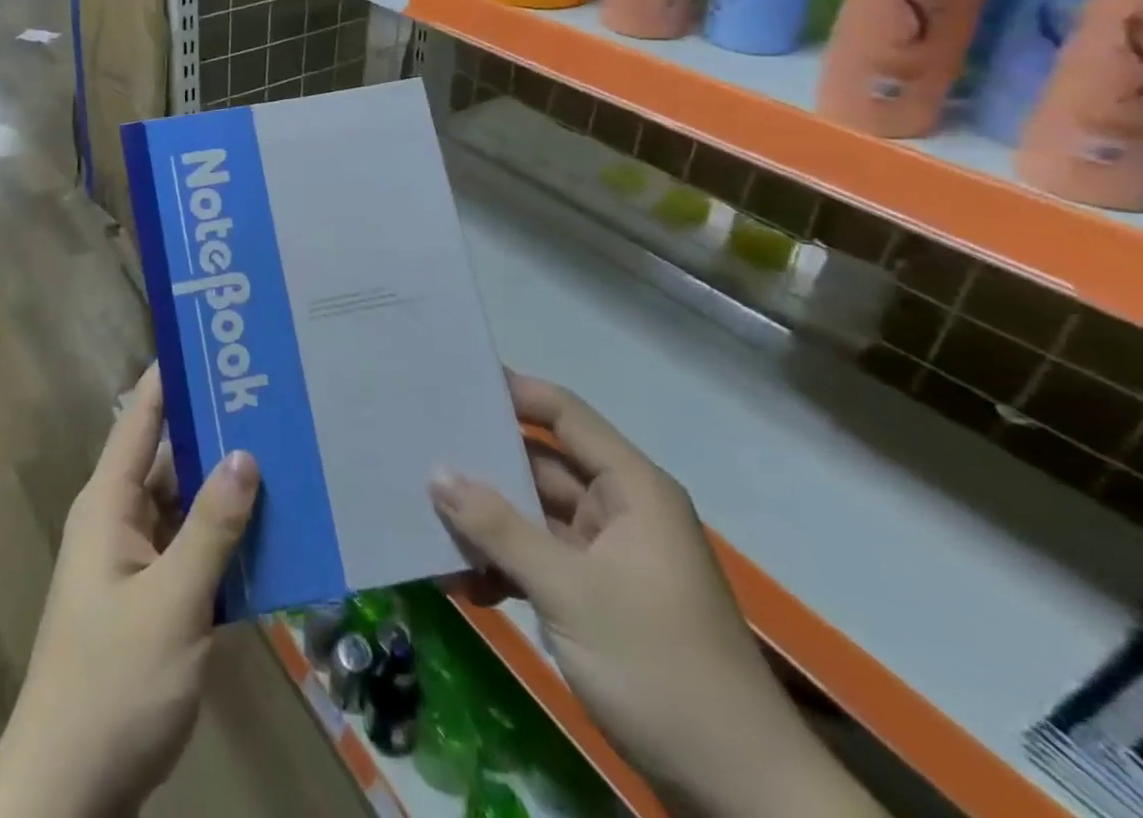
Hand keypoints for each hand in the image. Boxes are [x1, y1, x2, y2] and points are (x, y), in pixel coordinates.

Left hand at [0, 365, 259, 817]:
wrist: (69, 796)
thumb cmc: (113, 685)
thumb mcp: (172, 603)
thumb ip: (211, 528)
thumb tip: (245, 453)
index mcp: (108, 504)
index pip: (142, 418)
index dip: (172, 376)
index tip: (217, 342)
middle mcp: (119, 520)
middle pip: (170, 458)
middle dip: (217, 431)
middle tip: (275, 399)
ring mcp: (135, 563)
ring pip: (186, 506)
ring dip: (227, 488)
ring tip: (287, 453)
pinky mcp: (152, 601)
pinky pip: (192, 550)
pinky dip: (226, 539)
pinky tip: (274, 533)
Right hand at [430, 374, 877, 817]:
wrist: (741, 796)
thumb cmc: (660, 667)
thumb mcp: (569, 591)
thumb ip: (499, 528)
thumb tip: (436, 472)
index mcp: (630, 489)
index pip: (564, 415)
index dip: (513, 392)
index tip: (453, 384)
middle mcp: (619, 510)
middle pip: (540, 465)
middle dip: (483, 463)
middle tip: (418, 448)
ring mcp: (607, 555)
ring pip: (532, 516)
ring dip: (486, 523)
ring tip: (425, 516)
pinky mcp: (597, 597)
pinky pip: (538, 561)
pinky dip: (503, 567)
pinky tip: (461, 582)